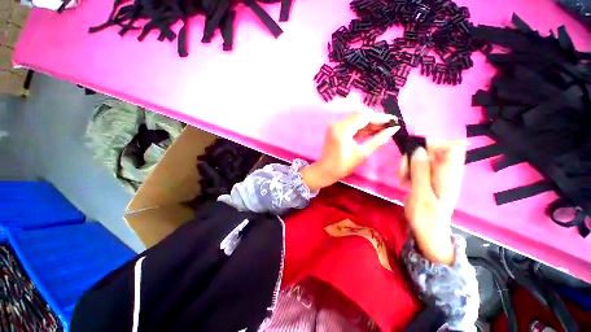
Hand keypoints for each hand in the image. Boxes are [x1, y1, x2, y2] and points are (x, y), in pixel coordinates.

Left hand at [301, 111, 398, 190]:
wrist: (325, 171)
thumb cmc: (343, 166)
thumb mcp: (362, 154)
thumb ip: (378, 140)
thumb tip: (393, 129)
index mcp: (343, 129)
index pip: (364, 116)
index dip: (380, 117)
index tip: (394, 120)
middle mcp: (338, 123)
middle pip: (360, 115)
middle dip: (376, 120)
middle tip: (390, 125)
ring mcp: (335, 126)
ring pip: (356, 120)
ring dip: (369, 124)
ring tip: (384, 128)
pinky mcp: (336, 129)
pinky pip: (351, 125)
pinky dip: (361, 128)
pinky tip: (373, 131)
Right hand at [399, 141, 465, 264]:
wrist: (428, 232)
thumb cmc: (425, 216)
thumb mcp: (421, 194)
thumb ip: (421, 171)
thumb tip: (418, 150)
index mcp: (450, 175)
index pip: (454, 146)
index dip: (436, 143)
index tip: (417, 152)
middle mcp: (447, 172)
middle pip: (434, 150)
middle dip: (415, 155)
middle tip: (403, 170)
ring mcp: (439, 175)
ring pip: (424, 157)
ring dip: (410, 163)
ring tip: (402, 177)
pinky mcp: (430, 179)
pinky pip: (420, 166)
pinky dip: (410, 170)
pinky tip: (405, 180)